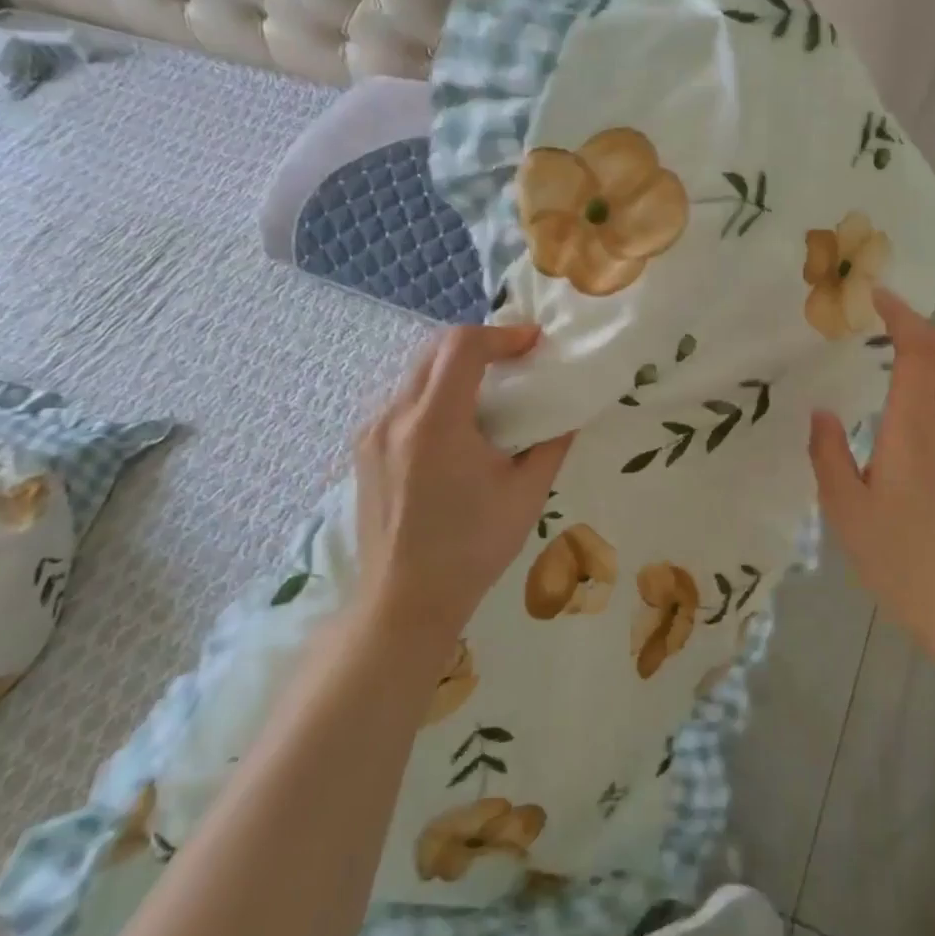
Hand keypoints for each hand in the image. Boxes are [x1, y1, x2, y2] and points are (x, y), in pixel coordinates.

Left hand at [354, 325, 572, 642]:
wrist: (406, 601)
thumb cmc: (472, 549)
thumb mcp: (527, 494)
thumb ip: (552, 444)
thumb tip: (569, 414)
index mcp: (436, 423)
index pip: (462, 346)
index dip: (502, 334)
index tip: (533, 342)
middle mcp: (395, 417)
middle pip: (435, 350)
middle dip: (479, 345)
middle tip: (516, 359)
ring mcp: (373, 433)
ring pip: (415, 373)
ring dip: (454, 368)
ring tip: (489, 390)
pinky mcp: (365, 451)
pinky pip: (401, 401)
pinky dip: (433, 394)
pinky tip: (456, 425)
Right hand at [809, 288, 934, 664]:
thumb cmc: (898, 558)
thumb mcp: (845, 508)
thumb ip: (829, 454)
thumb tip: (821, 413)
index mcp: (912, 430)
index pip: (917, 353)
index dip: (901, 317)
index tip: (874, 296)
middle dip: (919, 324)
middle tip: (882, 314)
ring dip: (926, 349)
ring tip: (886, 344)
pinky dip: (928, 377)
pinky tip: (898, 394)